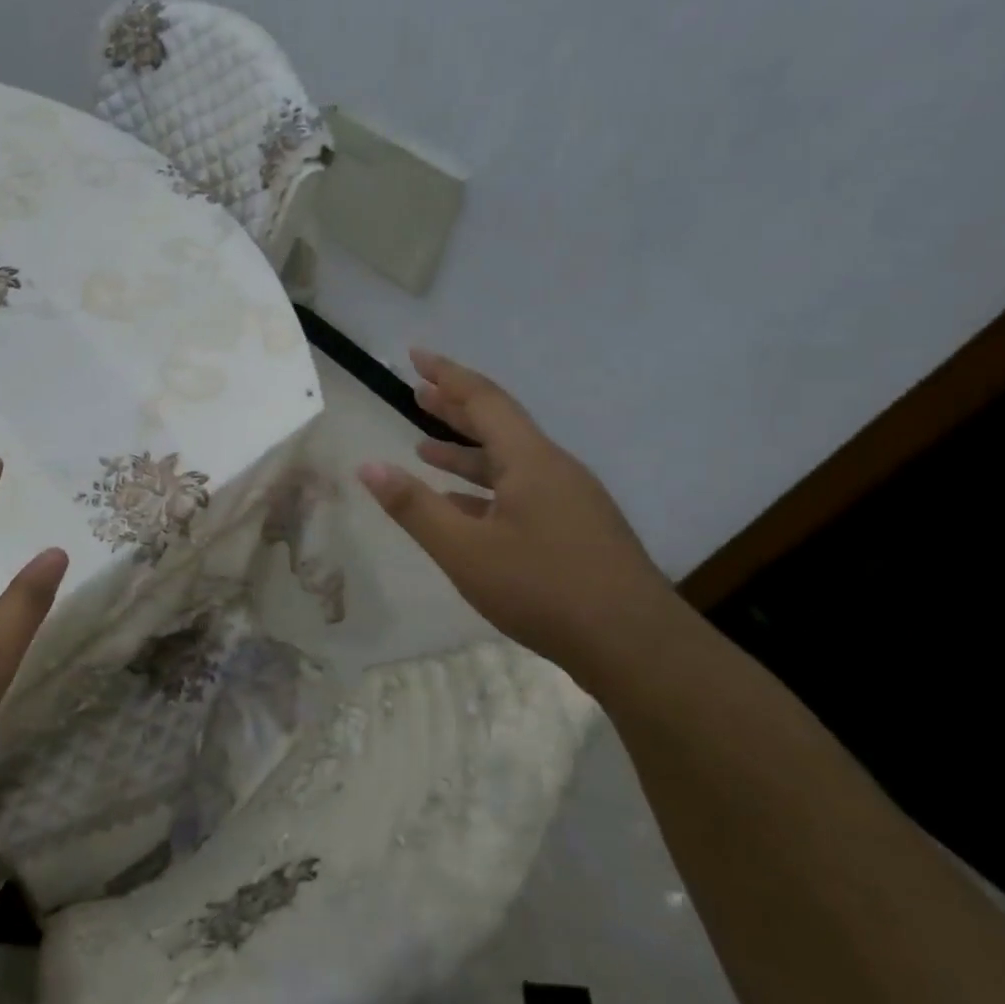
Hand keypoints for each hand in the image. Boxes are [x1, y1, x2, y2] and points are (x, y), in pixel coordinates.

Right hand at [357, 349, 673, 680]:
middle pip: (499, 425)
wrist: (636, 646)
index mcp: (530, 461)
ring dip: (467, 452)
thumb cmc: (543, 589)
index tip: (416, 356)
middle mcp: (554, 469)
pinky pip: (522, 492)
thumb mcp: (464, 550)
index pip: (483, 400)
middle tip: (418, 392)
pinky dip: (486, 489)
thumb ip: (414, 507)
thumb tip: (368, 466)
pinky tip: (464, 507)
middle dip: (455, 408)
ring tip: (425, 448)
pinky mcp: (577, 529)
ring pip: (510, 462)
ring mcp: (571, 500)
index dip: (447, 375)